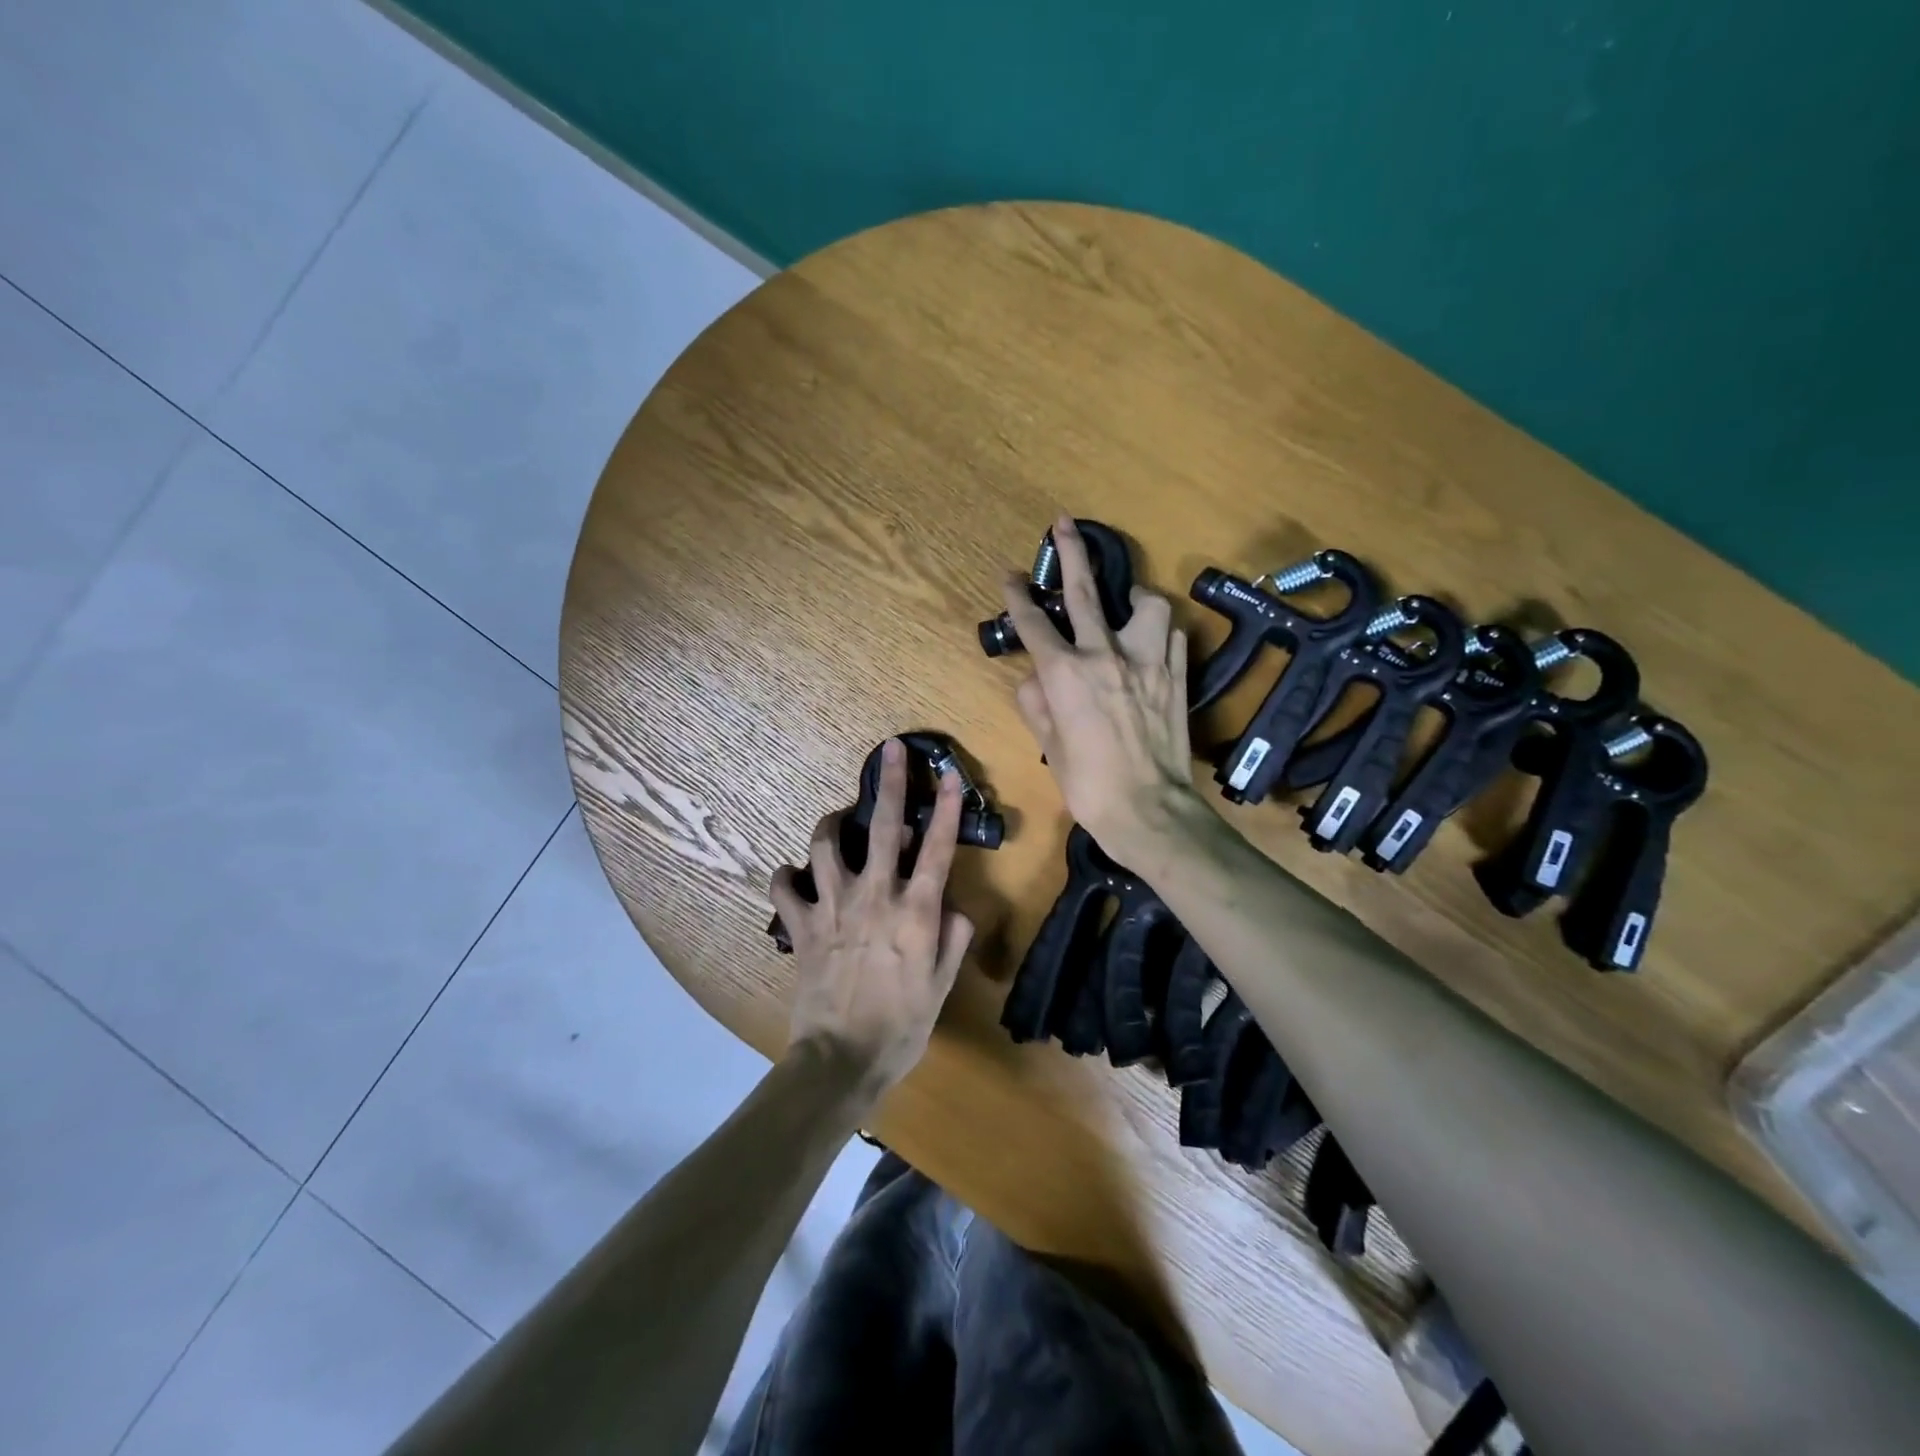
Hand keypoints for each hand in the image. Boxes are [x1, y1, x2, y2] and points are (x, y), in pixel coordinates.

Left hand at [768, 739, 975, 1097]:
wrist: (841, 1059)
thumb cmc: (901, 1026)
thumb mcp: (942, 985)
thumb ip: (953, 938)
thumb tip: (953, 907)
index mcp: (915, 911)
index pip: (937, 848)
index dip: (947, 808)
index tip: (950, 775)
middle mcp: (874, 896)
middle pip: (883, 827)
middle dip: (890, 783)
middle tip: (890, 750)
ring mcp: (832, 907)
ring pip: (826, 844)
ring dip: (832, 824)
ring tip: (838, 821)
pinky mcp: (801, 925)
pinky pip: (783, 886)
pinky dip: (786, 875)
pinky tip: (794, 876)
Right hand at [1000, 515, 1196, 862]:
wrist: (1148, 810)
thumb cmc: (1089, 785)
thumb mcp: (1049, 746)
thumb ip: (1036, 703)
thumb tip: (1035, 680)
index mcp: (1065, 674)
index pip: (1034, 623)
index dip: (1018, 596)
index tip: (1012, 576)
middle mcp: (1105, 656)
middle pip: (1083, 592)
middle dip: (1070, 552)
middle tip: (1064, 525)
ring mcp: (1147, 662)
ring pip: (1146, 604)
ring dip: (1133, 599)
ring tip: (1126, 606)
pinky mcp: (1176, 676)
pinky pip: (1172, 636)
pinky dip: (1160, 632)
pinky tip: (1151, 642)